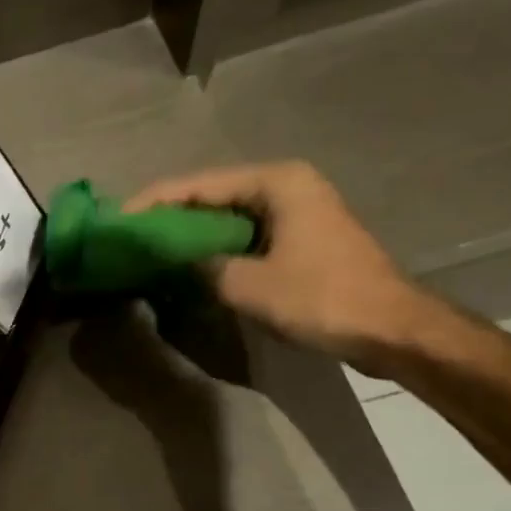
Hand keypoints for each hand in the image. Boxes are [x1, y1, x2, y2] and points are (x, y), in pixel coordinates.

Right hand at [124, 161, 429, 372]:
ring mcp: (298, 209)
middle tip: (131, 236)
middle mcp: (286, 184)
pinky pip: (245, 232)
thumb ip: (200, 266)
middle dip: (170, 215)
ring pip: (228, 215)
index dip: (154, 202)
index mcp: (276, 182)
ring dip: (192, 232)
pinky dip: (217, 245)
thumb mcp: (246, 285)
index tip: (118, 221)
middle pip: (212, 194)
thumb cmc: (321, 298)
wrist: (392, 329)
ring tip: (151, 249)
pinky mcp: (302, 236)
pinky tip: (190, 262)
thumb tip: (170, 260)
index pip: (198, 184)